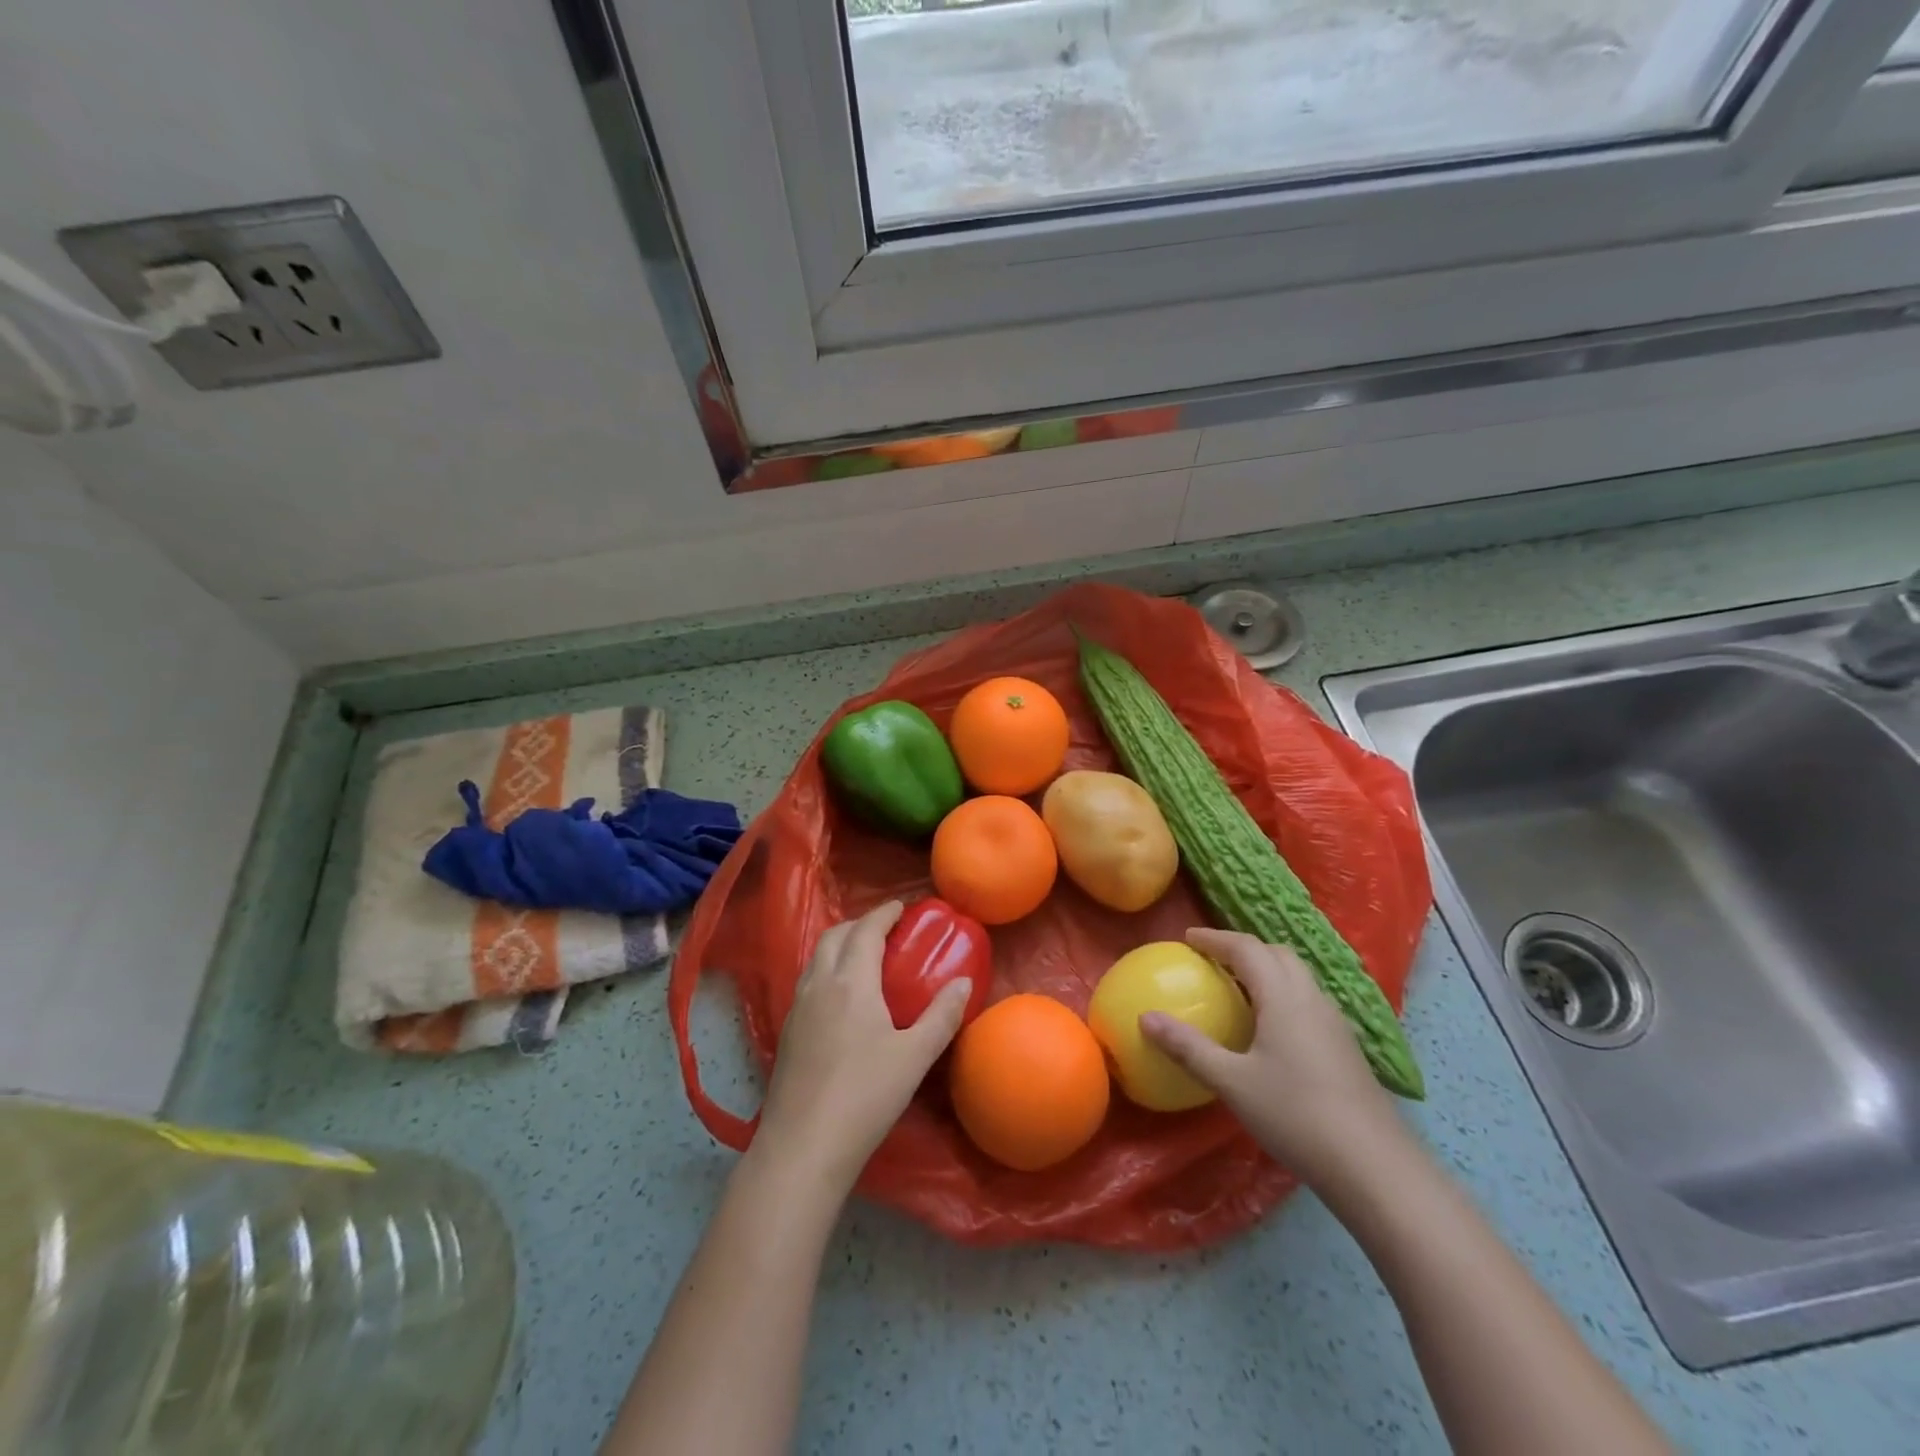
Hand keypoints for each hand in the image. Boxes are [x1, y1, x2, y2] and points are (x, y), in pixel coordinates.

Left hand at [755, 900, 973, 1195]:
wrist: (803, 1147)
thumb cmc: (865, 1096)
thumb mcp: (915, 1056)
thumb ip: (942, 1015)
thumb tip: (964, 981)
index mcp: (851, 982)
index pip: (866, 930)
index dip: (884, 913)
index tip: (901, 907)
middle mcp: (819, 985)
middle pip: (834, 936)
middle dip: (859, 924)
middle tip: (885, 931)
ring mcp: (797, 1008)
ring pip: (816, 958)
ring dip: (839, 945)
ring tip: (863, 958)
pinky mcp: (786, 1033)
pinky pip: (807, 982)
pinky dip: (826, 970)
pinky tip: (840, 999)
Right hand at [1141, 927, 1407, 1190]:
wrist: (1375, 1167)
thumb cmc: (1296, 1115)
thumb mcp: (1232, 1082)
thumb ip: (1188, 1047)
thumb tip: (1145, 1018)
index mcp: (1283, 996)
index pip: (1246, 948)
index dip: (1215, 938)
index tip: (1188, 938)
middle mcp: (1312, 998)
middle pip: (1277, 954)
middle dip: (1243, 948)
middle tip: (1212, 959)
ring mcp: (1335, 1023)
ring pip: (1298, 976)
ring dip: (1267, 970)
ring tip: (1240, 988)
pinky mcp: (1347, 1048)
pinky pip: (1309, 1000)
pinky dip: (1284, 994)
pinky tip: (1273, 1029)